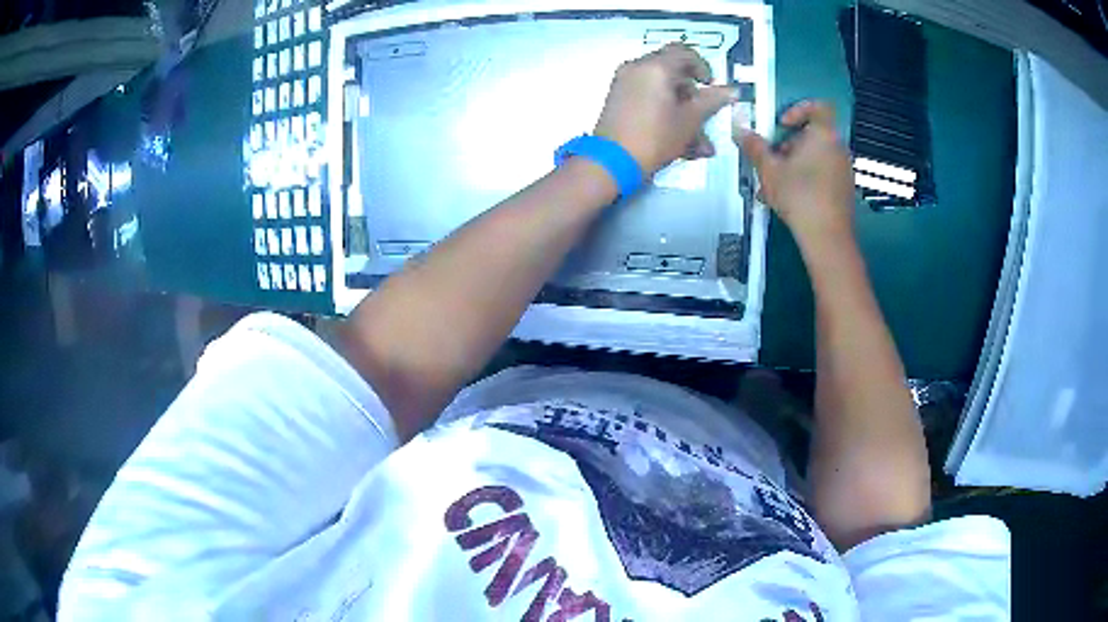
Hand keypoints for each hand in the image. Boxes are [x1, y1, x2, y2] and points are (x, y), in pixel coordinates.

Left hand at [594, 43, 736, 176]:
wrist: (612, 162)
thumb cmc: (655, 137)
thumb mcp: (690, 120)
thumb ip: (712, 101)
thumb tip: (732, 91)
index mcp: (655, 66)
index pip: (684, 52)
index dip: (703, 67)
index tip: (711, 86)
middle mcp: (637, 68)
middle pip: (672, 71)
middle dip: (693, 94)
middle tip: (704, 114)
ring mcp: (624, 83)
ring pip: (662, 89)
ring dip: (683, 111)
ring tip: (698, 143)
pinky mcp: (618, 99)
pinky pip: (648, 98)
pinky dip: (665, 113)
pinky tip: (682, 144)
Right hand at [735, 101, 855, 244]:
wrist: (827, 237)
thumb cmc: (799, 196)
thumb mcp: (769, 170)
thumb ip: (754, 147)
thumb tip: (740, 131)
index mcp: (824, 135)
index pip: (817, 106)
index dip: (797, 110)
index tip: (781, 125)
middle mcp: (838, 148)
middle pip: (812, 134)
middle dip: (789, 144)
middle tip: (772, 159)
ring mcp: (844, 170)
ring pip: (816, 156)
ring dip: (795, 163)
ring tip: (776, 184)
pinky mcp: (844, 190)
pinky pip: (823, 174)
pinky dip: (806, 178)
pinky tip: (789, 198)